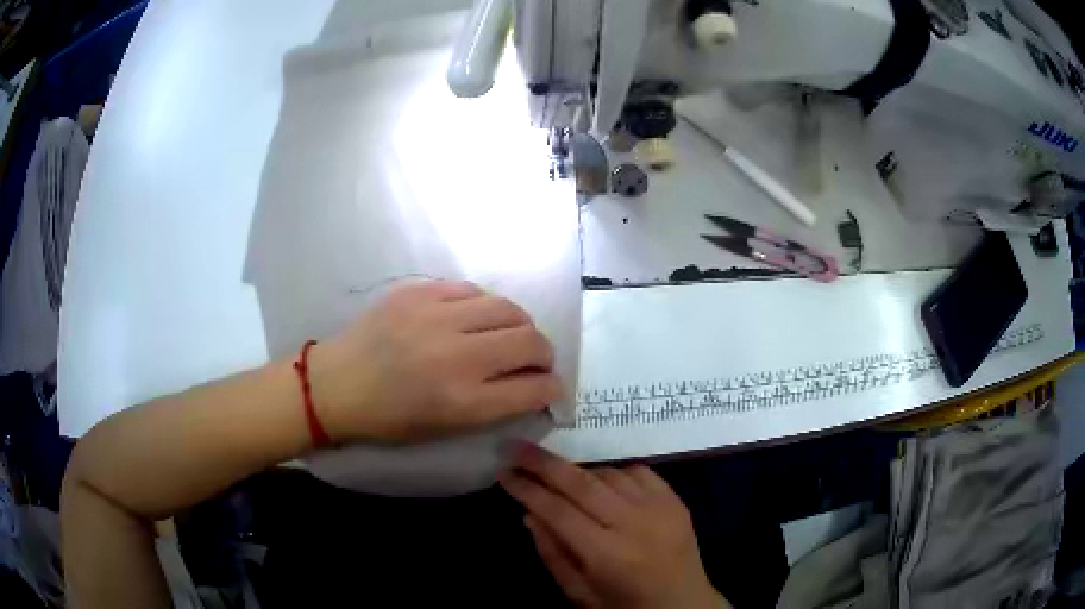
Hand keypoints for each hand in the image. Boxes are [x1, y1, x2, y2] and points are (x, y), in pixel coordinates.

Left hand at [308, 279, 564, 442]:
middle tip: (536, 361)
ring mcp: (436, 317)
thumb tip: (531, 387)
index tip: (551, 388)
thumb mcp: (445, 430)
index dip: (553, 389)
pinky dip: (484, 306)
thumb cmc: (388, 420)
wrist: (336, 385)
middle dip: (545, 355)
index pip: (534, 389)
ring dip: (520, 325)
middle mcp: (457, 357)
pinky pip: (472, 290)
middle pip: (530, 342)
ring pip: (507, 308)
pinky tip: (474, 318)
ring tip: (509, 335)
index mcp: (463, 402)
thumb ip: (494, 408)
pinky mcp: (418, 292)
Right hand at [501, 444, 727, 608]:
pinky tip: (600, 480)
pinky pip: (638, 472)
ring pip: (609, 474)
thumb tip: (529, 513)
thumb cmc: (625, 606)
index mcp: (607, 555)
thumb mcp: (580, 593)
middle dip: (545, 463)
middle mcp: (634, 524)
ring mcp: (659, 508)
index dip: (527, 490)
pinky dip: (613, 472)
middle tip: (518, 448)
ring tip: (557, 474)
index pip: (558, 512)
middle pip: (582, 484)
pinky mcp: (676, 500)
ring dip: (578, 470)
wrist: (684, 604)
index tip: (504, 473)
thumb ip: (553, 554)